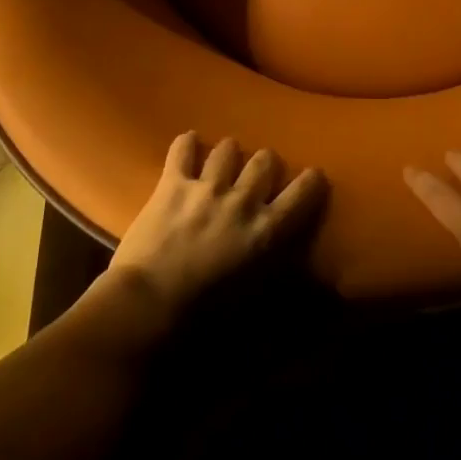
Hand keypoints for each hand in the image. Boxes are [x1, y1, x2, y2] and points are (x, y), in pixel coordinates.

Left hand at [106, 131, 326, 321]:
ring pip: (228, 148)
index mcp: (266, 230)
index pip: (302, 193)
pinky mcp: (173, 184)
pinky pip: (182, 149)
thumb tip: (289, 268)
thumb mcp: (252, 297)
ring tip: (222, 160)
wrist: (148, 306)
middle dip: (265, 163)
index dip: (311, 180)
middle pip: (265, 160)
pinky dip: (186, 144)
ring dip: (228, 153)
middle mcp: (242, 200)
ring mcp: (207, 188)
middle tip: (258, 174)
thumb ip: (272, 271)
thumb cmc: (203, 316)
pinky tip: (188, 143)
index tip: (313, 176)